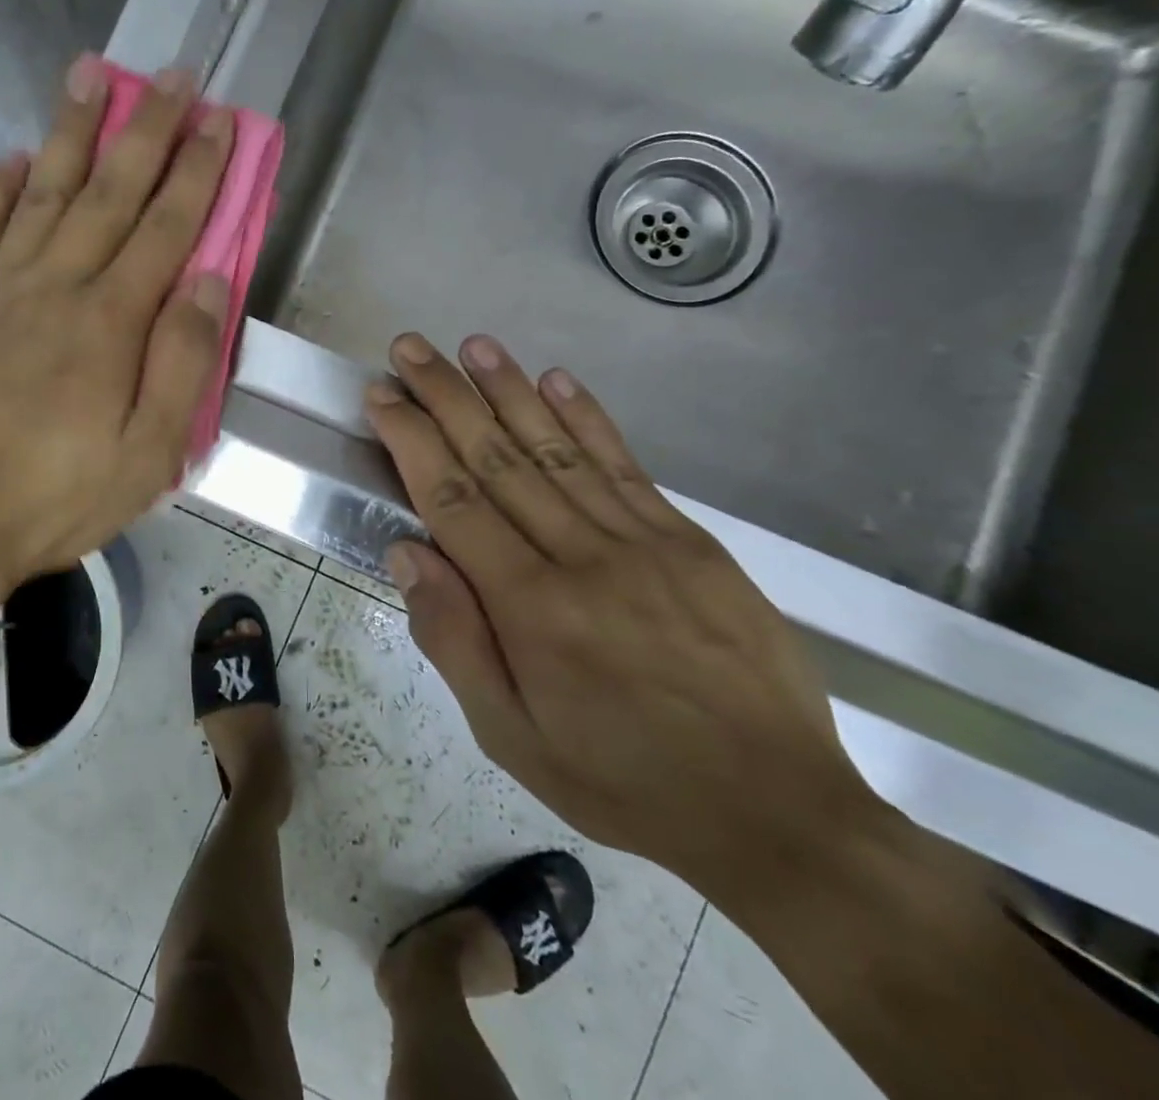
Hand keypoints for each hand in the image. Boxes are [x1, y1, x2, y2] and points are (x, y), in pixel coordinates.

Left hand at [0, 57, 234, 620]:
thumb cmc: (56, 497)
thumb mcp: (147, 454)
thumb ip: (183, 363)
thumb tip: (209, 282)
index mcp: (110, 322)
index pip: (166, 228)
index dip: (198, 171)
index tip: (221, 120)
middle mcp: (56, 285)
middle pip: (110, 191)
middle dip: (149, 129)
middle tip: (175, 75)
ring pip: (43, 191)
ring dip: (72, 131)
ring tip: (92, 74)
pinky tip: (14, 155)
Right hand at [365, 332, 878, 896]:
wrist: (777, 813)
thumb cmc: (622, 780)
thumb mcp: (512, 738)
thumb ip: (454, 639)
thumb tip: (407, 552)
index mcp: (530, 606)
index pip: (454, 499)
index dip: (412, 440)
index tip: (382, 396)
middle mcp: (581, 556)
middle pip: (498, 457)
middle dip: (446, 396)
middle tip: (410, 347)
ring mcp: (642, 541)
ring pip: (558, 448)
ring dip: (509, 389)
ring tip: (473, 345)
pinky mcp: (689, 540)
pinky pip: (625, 466)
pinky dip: (587, 417)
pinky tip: (557, 378)